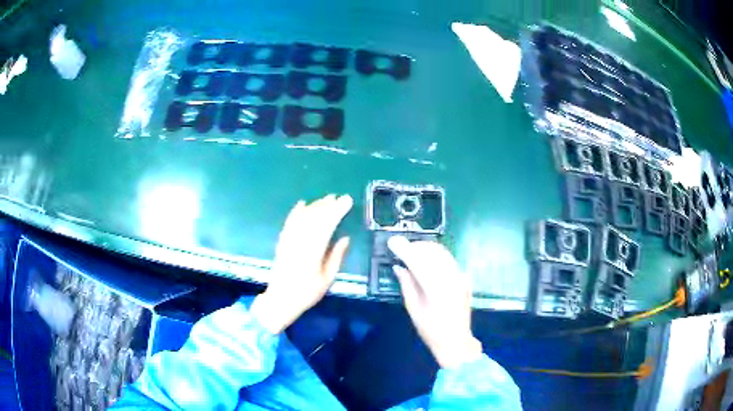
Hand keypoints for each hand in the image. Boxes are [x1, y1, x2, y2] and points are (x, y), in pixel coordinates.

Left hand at [251, 194, 352, 333]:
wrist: (281, 299)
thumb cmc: (307, 292)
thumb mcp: (327, 279)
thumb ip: (336, 257)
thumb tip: (345, 238)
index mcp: (313, 252)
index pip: (327, 225)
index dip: (337, 211)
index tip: (346, 202)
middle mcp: (300, 242)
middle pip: (314, 218)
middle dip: (327, 205)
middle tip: (338, 197)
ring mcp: (289, 240)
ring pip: (302, 217)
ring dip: (314, 206)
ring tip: (326, 199)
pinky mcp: (282, 241)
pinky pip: (289, 222)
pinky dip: (296, 211)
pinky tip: (302, 203)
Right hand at [388, 236, 482, 368]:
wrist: (456, 340)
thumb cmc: (430, 329)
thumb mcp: (413, 308)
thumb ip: (407, 284)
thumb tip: (399, 266)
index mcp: (436, 286)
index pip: (418, 260)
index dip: (404, 249)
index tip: (393, 242)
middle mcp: (451, 276)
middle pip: (432, 251)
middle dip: (416, 246)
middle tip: (402, 248)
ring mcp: (460, 276)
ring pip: (442, 253)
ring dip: (426, 249)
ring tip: (413, 252)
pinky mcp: (464, 278)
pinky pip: (449, 260)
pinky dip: (436, 256)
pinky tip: (427, 261)